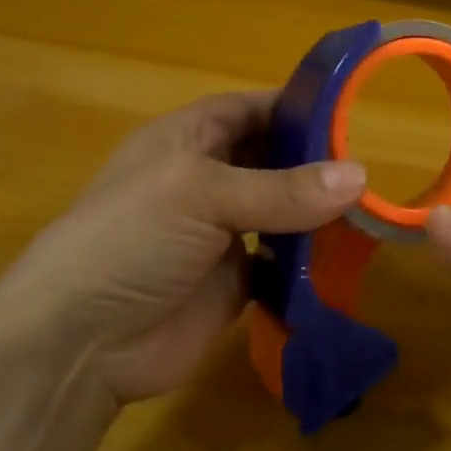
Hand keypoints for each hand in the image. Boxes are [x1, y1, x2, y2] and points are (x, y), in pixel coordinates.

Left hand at [0, 91, 365, 403]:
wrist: (78, 344)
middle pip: (272, 158)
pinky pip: (282, 261)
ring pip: (282, 210)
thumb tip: (360, 177)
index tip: (352, 112)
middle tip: (372, 167)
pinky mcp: (235, 281)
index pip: (251, 109)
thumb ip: (281, 189)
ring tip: (371, 207)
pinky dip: (310, 258)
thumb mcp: (201, 196)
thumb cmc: (130, 240)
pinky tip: (346, 254)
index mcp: (189, 140)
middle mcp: (208, 180)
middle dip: (316, 161)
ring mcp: (221, 233)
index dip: (296, 107)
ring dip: (318, 210)